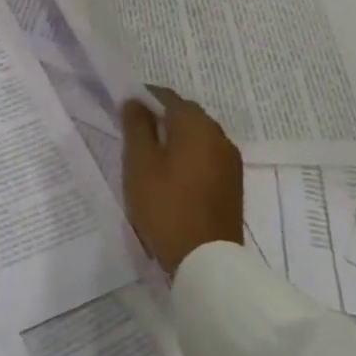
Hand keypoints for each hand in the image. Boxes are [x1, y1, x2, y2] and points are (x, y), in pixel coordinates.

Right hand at [121, 88, 243, 276]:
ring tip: (150, 151)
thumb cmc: (164, 204)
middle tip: (134, 129)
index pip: (168, 97)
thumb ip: (136, 126)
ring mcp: (230, 161)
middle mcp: (219, 137)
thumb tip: (135, 101)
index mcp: (197, 127)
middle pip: (187, 114)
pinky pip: (206, 154)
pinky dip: (188, 153)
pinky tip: (170, 170)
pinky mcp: (231, 183)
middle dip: (161, 115)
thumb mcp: (139, 162)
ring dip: (175, 135)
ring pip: (198, 135)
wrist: (205, 258)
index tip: (123, 106)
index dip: (144, 97)